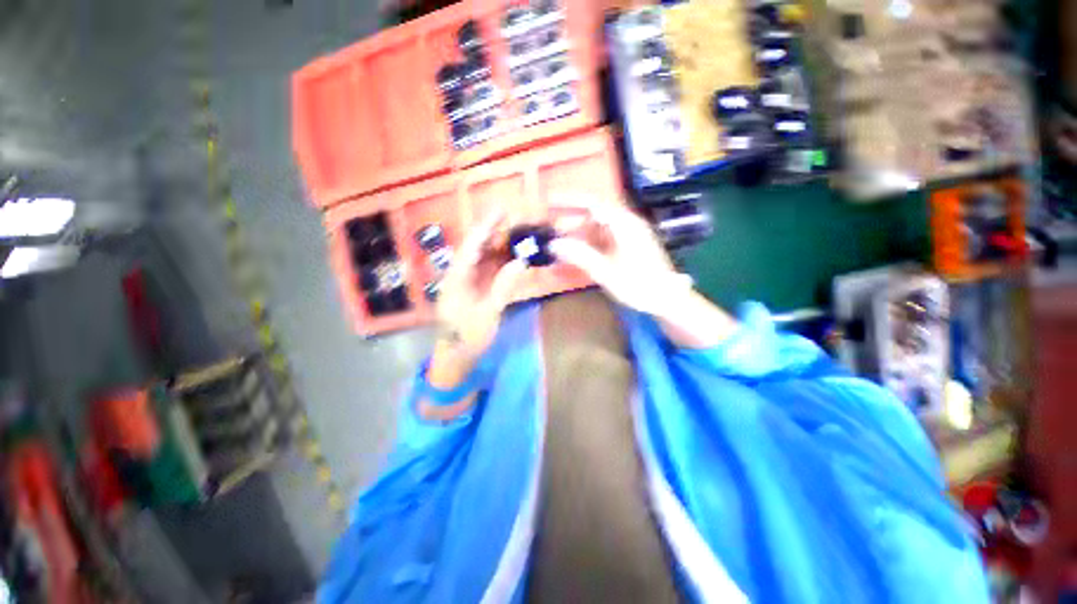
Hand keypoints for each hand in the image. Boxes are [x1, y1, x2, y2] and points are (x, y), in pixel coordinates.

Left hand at [434, 210, 525, 366]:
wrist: (458, 355)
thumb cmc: (468, 336)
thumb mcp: (488, 313)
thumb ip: (503, 287)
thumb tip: (520, 262)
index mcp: (457, 279)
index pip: (472, 246)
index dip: (486, 227)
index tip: (501, 211)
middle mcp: (461, 274)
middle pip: (478, 247)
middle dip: (496, 232)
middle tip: (517, 218)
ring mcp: (469, 280)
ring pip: (485, 257)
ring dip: (502, 245)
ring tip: (521, 234)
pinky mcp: (476, 287)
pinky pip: (490, 269)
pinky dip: (503, 261)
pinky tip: (516, 256)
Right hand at [548, 196, 736, 347]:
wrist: (667, 300)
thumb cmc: (639, 285)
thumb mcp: (606, 271)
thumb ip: (579, 255)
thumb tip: (554, 244)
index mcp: (624, 224)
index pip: (592, 203)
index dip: (569, 201)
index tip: (549, 202)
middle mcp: (626, 225)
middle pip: (593, 217)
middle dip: (571, 224)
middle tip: (552, 234)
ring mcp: (627, 237)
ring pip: (596, 231)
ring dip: (578, 238)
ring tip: (560, 250)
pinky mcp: (628, 248)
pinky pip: (603, 242)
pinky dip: (588, 248)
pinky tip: (576, 259)